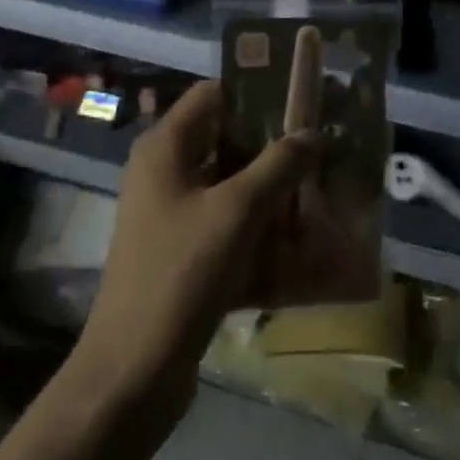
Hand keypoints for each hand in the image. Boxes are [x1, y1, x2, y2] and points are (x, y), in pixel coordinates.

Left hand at [70, 81, 317, 422]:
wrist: (135, 369)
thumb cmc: (182, 272)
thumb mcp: (236, 211)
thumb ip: (278, 165)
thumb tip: (314, 132)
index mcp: (165, 147)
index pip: (213, 94)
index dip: (256, 90)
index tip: (303, 97)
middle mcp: (165, 171)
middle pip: (226, 139)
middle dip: (274, 143)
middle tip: (324, 143)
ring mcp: (173, 214)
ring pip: (231, 184)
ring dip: (273, 187)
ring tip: (323, 186)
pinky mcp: (184, 251)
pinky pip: (229, 224)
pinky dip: (261, 226)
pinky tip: (303, 238)